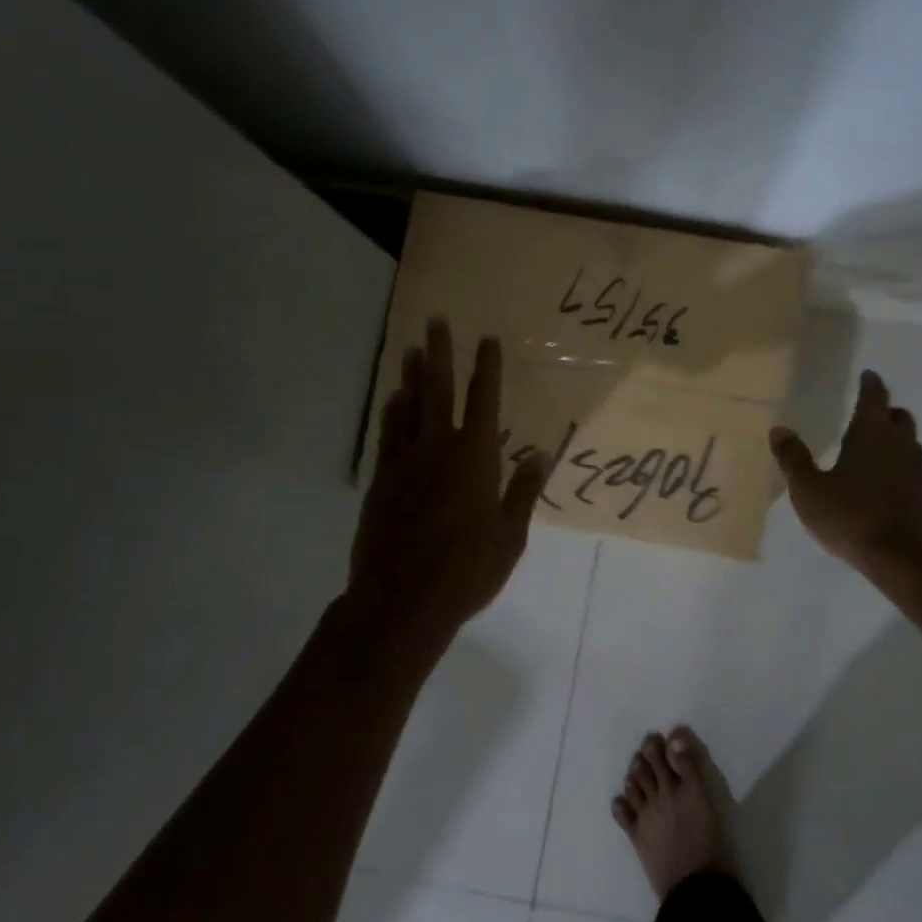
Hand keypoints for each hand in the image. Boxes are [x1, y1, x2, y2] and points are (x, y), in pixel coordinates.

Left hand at [345, 319, 546, 665]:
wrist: (401, 601)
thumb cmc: (466, 570)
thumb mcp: (510, 535)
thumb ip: (523, 490)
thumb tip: (539, 452)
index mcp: (475, 458)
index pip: (484, 401)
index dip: (487, 368)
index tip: (488, 339)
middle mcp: (438, 449)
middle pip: (439, 391)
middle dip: (442, 353)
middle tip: (436, 320)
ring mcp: (405, 462)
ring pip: (408, 407)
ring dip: (412, 376)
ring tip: (413, 348)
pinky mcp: (382, 480)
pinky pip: (388, 435)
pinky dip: (391, 413)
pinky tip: (393, 399)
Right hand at [769, 369, 921, 580]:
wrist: (910, 561)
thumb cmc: (853, 518)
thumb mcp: (809, 491)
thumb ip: (794, 459)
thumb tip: (779, 430)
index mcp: (871, 434)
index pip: (874, 396)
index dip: (870, 383)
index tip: (867, 375)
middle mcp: (901, 444)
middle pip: (898, 417)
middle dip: (885, 412)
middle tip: (868, 417)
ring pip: (910, 444)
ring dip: (895, 442)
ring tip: (873, 455)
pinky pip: (915, 472)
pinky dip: (902, 471)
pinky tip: (887, 489)